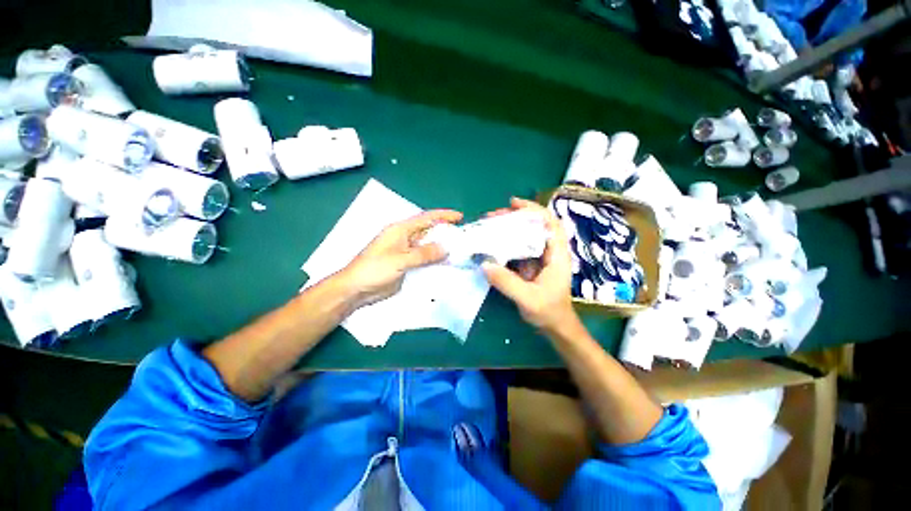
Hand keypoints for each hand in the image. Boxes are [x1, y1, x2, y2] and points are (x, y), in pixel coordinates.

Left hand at [340, 209, 462, 306]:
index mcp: (401, 230)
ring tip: (460, 251)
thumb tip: (445, 248)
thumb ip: (423, 254)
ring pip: (428, 247)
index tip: (460, 217)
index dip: (443, 216)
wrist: (356, 290)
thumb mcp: (399, 260)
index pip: (425, 218)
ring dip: (442, 248)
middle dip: (445, 232)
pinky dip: (435, 261)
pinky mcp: (407, 265)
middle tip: (464, 237)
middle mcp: (405, 239)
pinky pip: (425, 260)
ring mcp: (406, 252)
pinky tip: (447, 264)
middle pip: (429, 232)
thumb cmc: (374, 269)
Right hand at [481, 198, 579, 335]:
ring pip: (526, 237)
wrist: (555, 327)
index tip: (513, 204)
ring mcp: (539, 259)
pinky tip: (493, 244)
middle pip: (535, 226)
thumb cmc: (548, 312)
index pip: (550, 223)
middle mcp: (549, 252)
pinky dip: (506, 243)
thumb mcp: (528, 299)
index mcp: (557, 255)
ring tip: (489, 226)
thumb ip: (507, 282)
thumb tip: (484, 263)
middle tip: (493, 216)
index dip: (534, 210)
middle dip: (515, 217)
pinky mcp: (530, 266)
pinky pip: (518, 249)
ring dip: (509, 229)